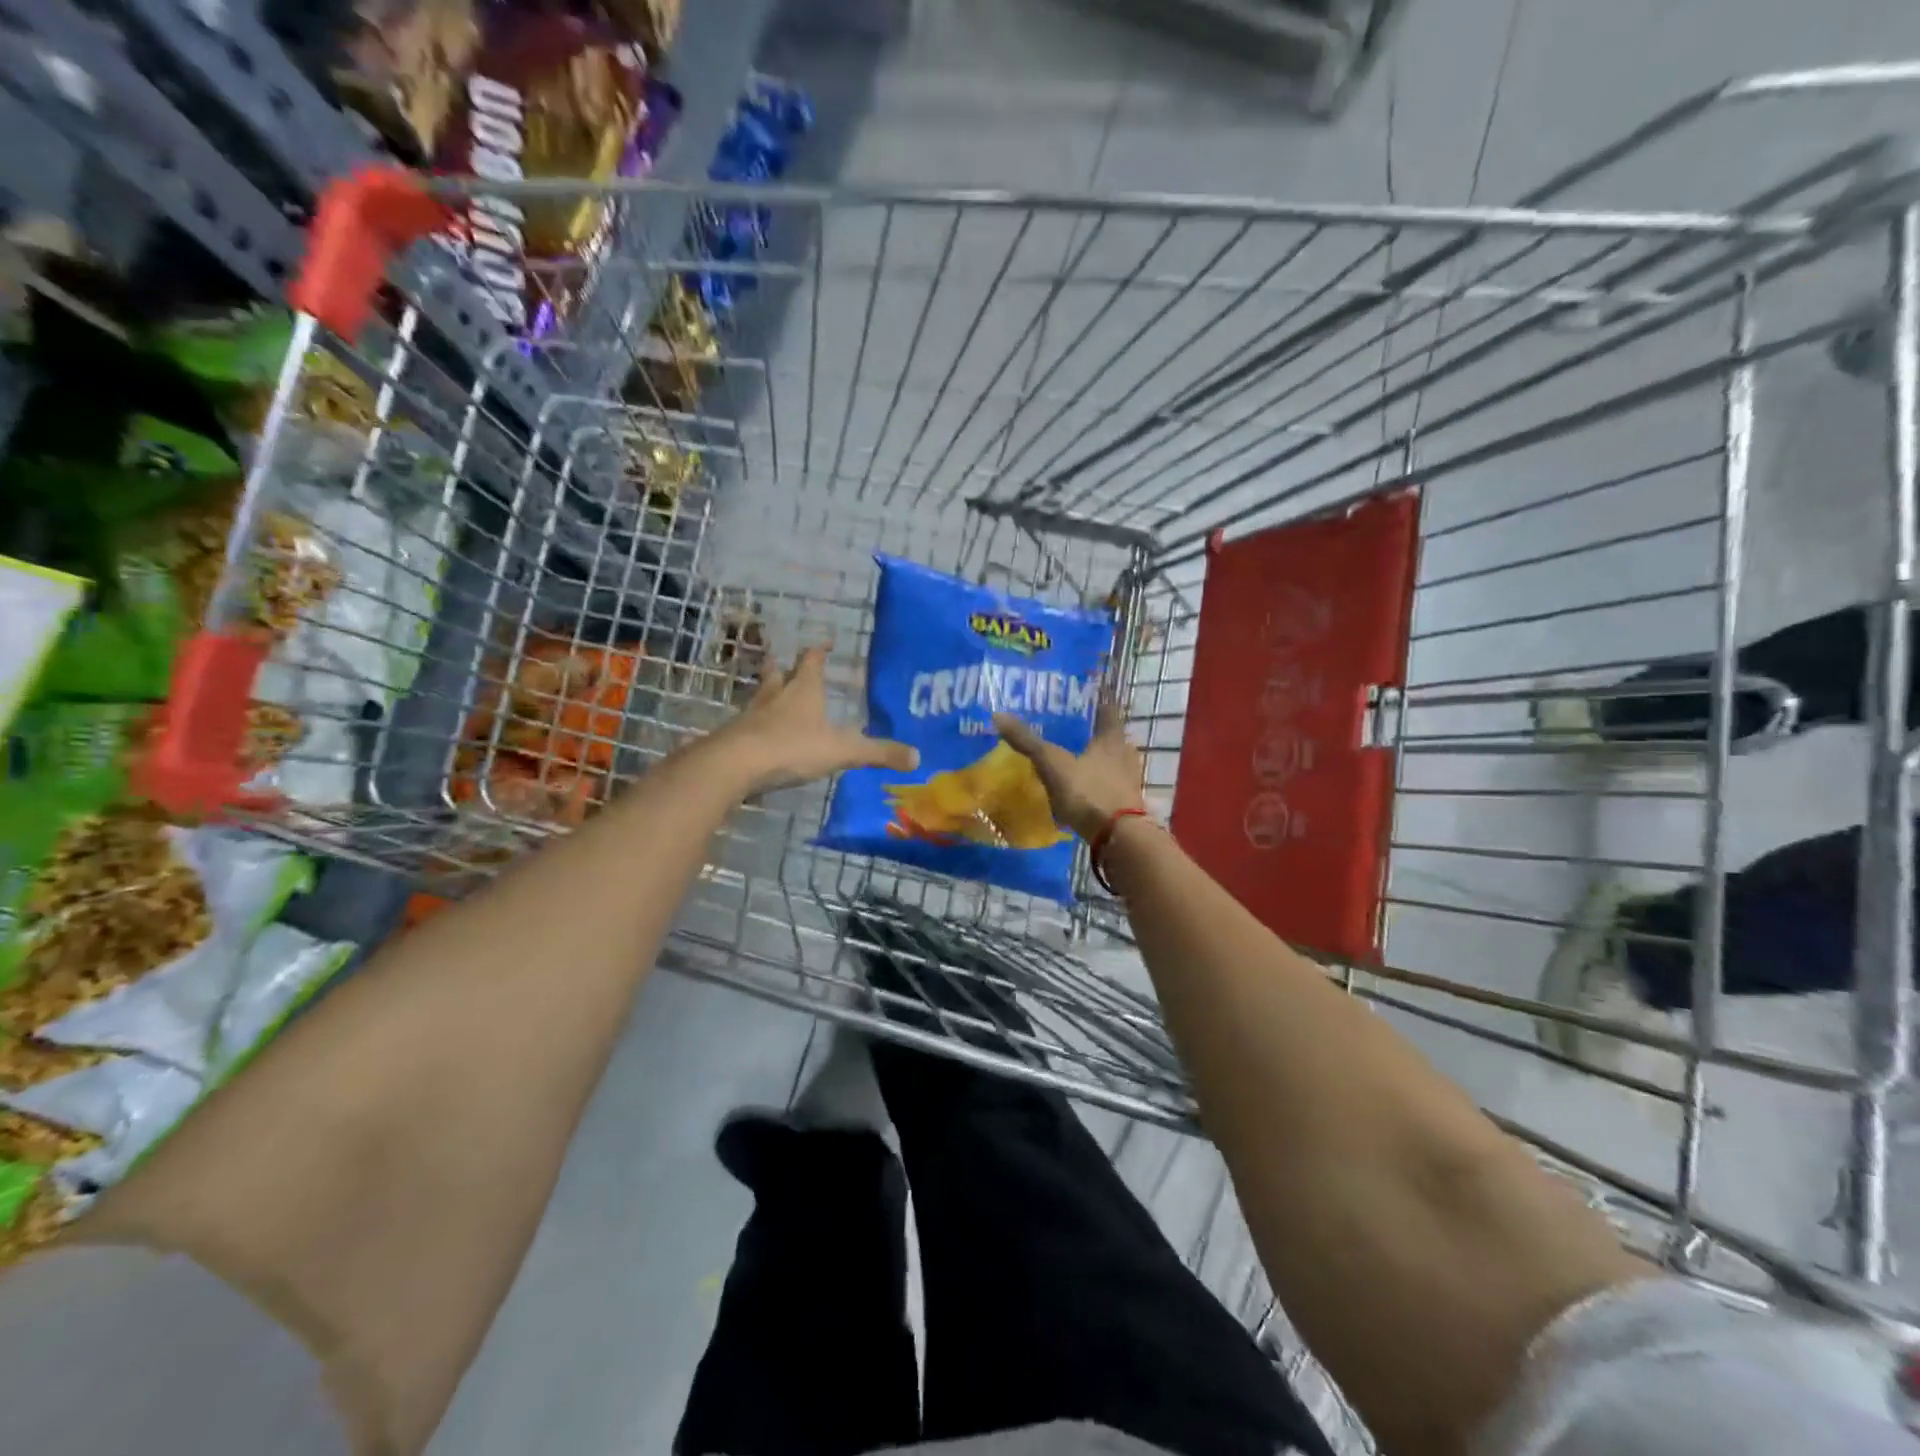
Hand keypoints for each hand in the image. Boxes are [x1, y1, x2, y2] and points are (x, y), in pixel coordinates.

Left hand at [713, 646, 916, 794]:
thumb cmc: (791, 747)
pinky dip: (758, 721)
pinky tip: (762, 731)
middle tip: (791, 661)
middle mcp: (776, 695)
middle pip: (780, 671)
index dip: (820, 650)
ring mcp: (752, 714)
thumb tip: (917, 756)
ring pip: (762, 694)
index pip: (812, 660)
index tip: (826, 642)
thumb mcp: (841, 751)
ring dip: (770, 691)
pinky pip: (749, 721)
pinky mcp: (736, 735)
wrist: (734, 765)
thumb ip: (877, 753)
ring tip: (776, 693)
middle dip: (787, 665)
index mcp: (804, 690)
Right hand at [993, 700, 1145, 842]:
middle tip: (1074, 727)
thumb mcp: (1053, 764)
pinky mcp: (1126, 803)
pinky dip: (1097, 782)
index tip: (1092, 690)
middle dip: (1095, 731)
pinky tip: (1082, 788)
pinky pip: (1110, 785)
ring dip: (1097, 758)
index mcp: (1112, 738)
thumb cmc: (1089, 792)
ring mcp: (1129, 781)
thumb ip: (1028, 742)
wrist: (1119, 837)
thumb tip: (998, 715)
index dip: (1100, 699)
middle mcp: (1125, 754)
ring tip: (1075, 758)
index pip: (1108, 709)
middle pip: (1111, 736)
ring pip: (1112, 761)